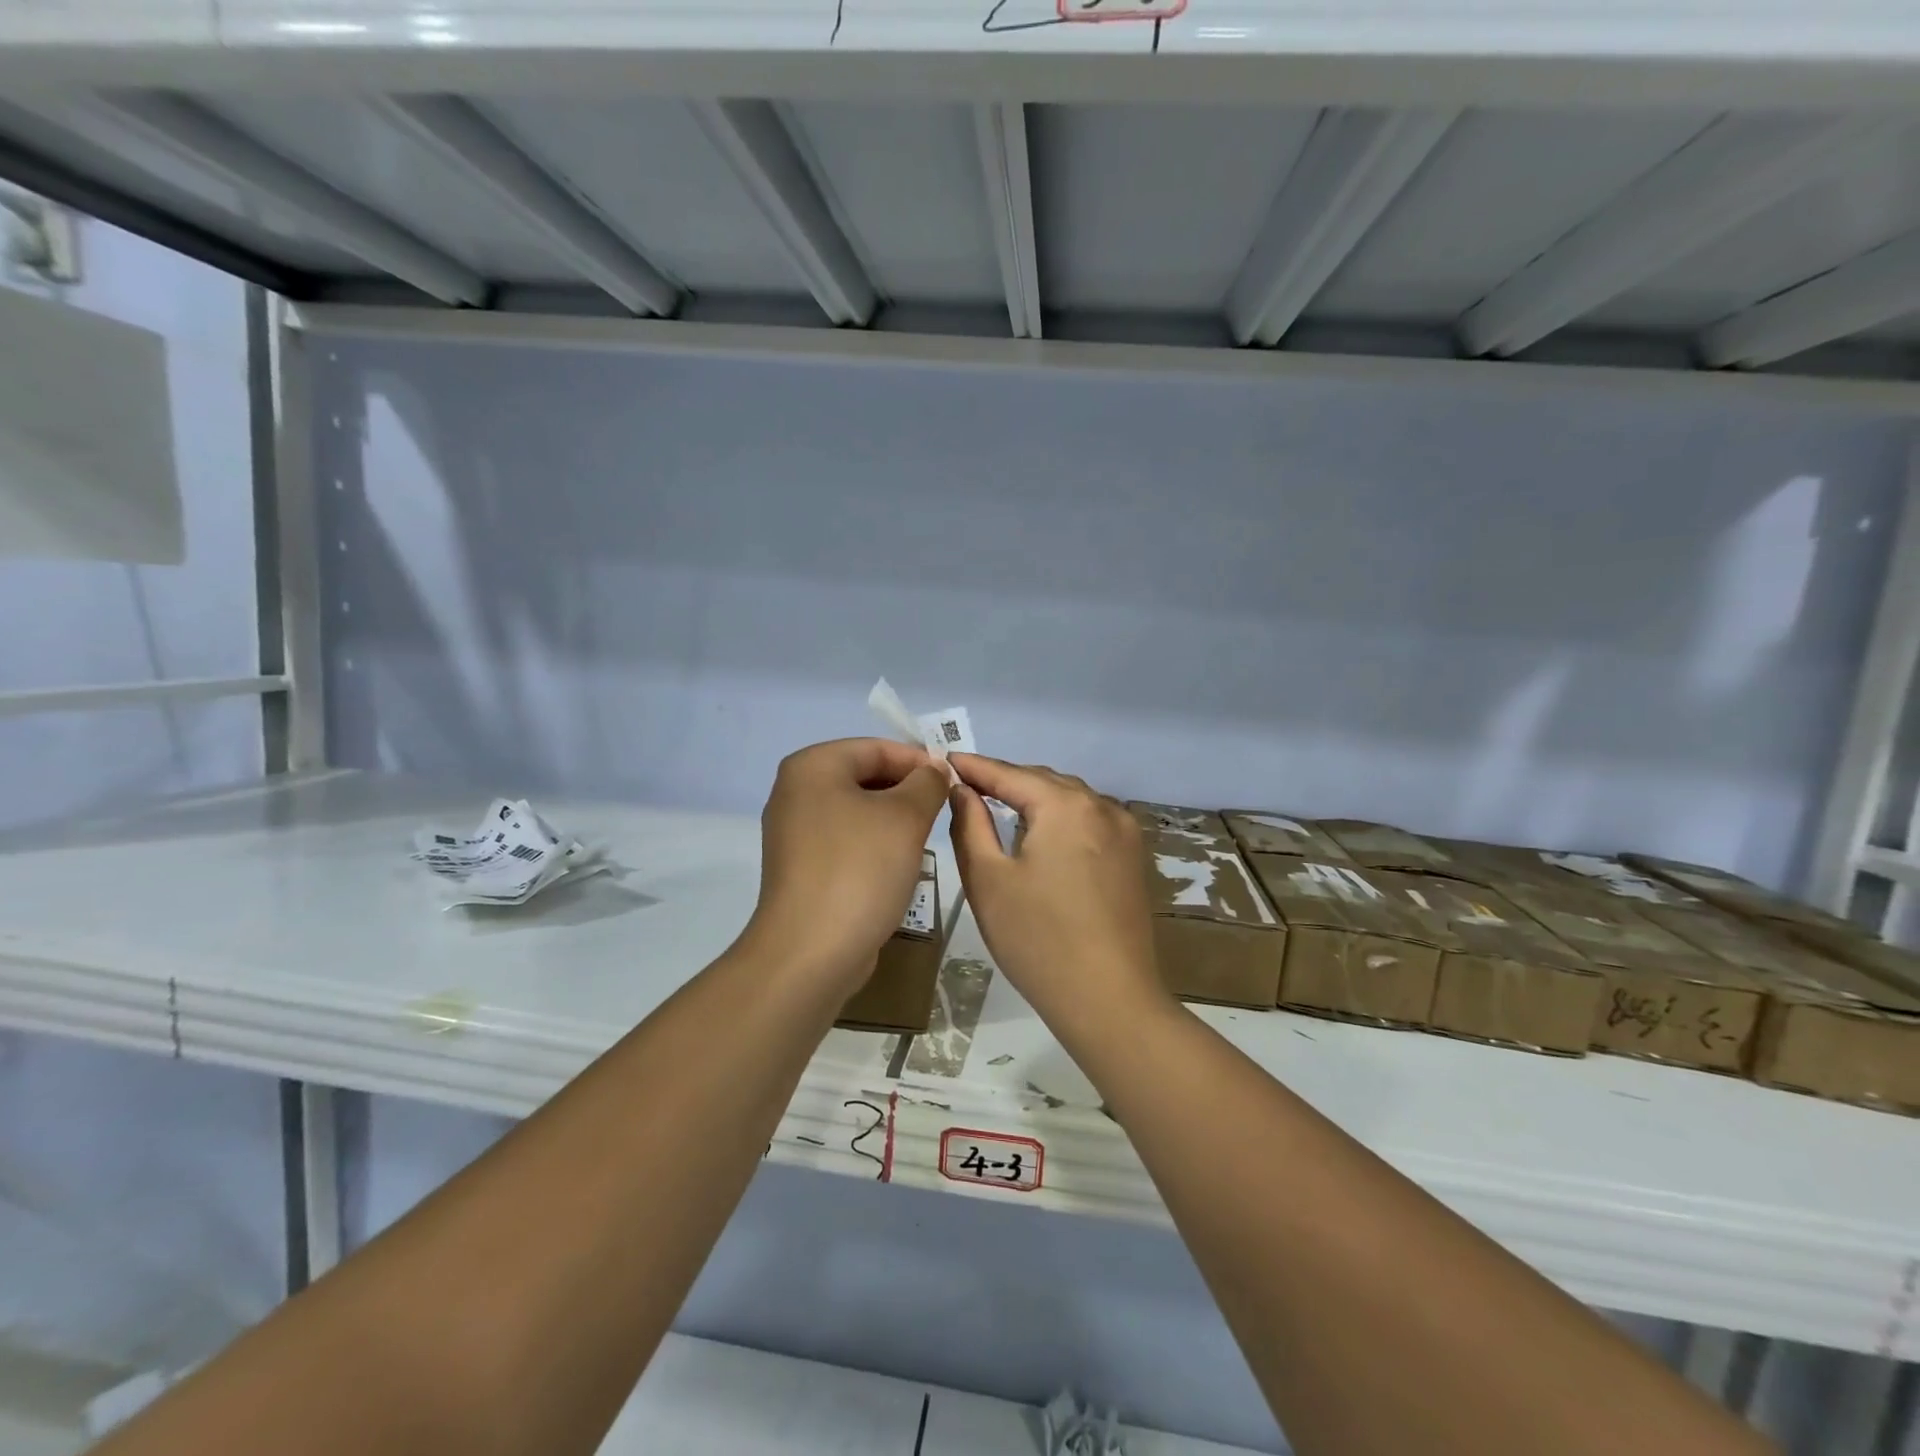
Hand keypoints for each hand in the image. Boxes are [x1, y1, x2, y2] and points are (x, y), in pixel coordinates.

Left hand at [745, 738, 950, 991]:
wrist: (811, 952)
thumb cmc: (859, 870)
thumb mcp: (906, 817)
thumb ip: (927, 783)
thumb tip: (935, 770)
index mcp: (812, 767)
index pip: (876, 748)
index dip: (919, 760)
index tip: (954, 782)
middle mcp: (795, 792)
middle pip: (864, 776)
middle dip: (907, 790)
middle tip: (944, 810)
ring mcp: (794, 832)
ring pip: (858, 810)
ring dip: (894, 819)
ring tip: (926, 837)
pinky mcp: (801, 867)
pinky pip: (846, 840)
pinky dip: (874, 844)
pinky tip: (899, 865)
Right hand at [947, 754, 1168, 1019]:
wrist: (1109, 1000)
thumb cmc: (1038, 939)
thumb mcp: (988, 880)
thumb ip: (970, 824)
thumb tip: (962, 790)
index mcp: (1066, 806)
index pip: (1010, 774)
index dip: (975, 767)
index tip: (944, 759)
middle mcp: (1102, 806)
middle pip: (1044, 781)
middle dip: (1005, 780)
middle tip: (966, 784)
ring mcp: (1125, 832)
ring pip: (1070, 799)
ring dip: (1035, 798)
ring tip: (999, 803)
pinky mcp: (1133, 857)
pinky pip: (1090, 820)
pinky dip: (1060, 817)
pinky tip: (1042, 832)